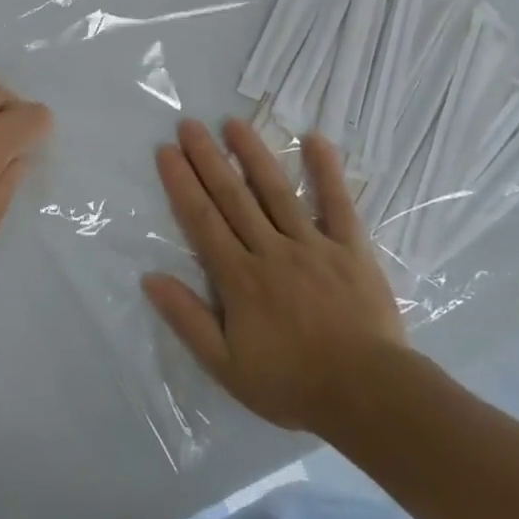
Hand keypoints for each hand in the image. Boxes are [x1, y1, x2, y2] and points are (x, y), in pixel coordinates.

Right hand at [143, 118, 411, 435]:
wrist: (368, 396)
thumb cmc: (293, 384)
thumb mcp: (226, 366)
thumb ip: (188, 319)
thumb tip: (150, 278)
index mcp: (239, 277)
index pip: (202, 219)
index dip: (181, 183)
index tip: (166, 151)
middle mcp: (270, 249)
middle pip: (233, 196)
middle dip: (208, 158)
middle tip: (189, 125)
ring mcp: (312, 244)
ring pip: (276, 191)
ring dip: (253, 154)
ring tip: (233, 123)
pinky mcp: (350, 248)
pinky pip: (338, 204)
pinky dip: (327, 171)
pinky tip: (316, 140)